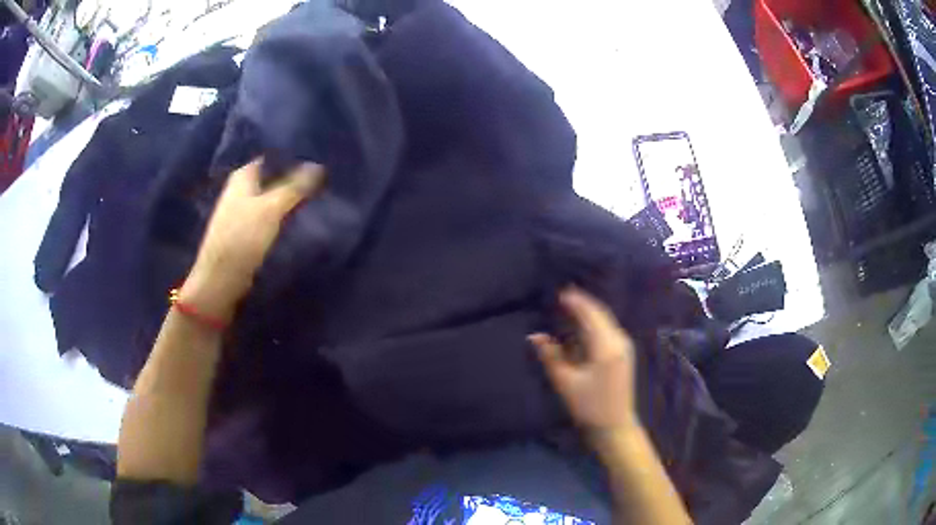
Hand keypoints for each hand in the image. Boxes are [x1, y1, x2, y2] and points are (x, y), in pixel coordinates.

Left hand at [180, 159, 325, 320]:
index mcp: (243, 175)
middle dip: (295, 177)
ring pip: (272, 196)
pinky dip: (283, 212)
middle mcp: (241, 188)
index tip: (319, 156)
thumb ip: (295, 186)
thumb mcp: (271, 208)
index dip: (294, 156)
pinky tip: (300, 215)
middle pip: (273, 176)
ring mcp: (243, 210)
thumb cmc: (242, 238)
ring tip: (318, 193)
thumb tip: (318, 166)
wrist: (221, 279)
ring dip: (291, 196)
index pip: (273, 156)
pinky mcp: (247, 229)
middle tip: (324, 176)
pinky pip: (270, 214)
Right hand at [530, 288, 637, 437]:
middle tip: (563, 296)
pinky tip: (583, 325)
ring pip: (606, 320)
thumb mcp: (566, 382)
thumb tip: (535, 335)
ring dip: (589, 312)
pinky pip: (608, 329)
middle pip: (600, 314)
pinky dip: (595, 323)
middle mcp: (619, 341)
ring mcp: (624, 347)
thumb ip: (551, 356)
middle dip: (582, 304)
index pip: (591, 315)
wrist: (615, 426)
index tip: (560, 292)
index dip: (576, 302)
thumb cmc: (589, 407)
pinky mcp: (624, 353)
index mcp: (606, 346)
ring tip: (570, 307)